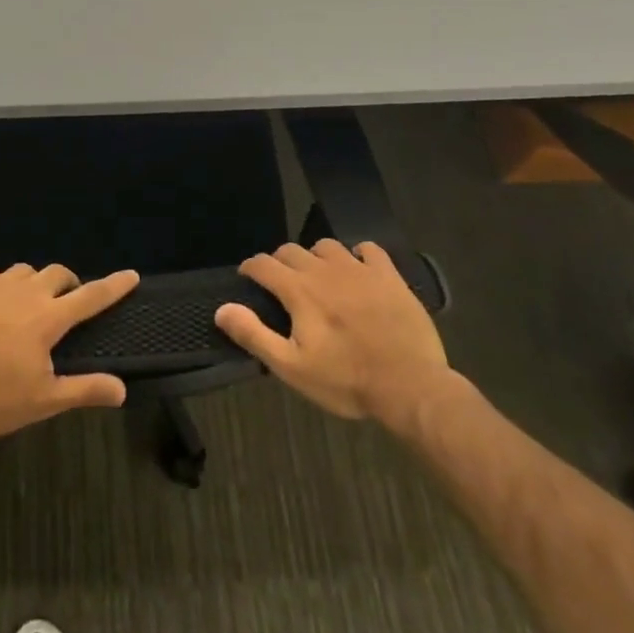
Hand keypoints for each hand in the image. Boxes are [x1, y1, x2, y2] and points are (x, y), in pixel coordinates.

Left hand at [0, 264, 139, 440]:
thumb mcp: (41, 401)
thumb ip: (84, 390)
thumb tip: (122, 389)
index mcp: (47, 319)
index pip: (91, 296)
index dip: (114, 286)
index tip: (131, 275)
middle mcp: (24, 293)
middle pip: (57, 274)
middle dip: (69, 283)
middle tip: (69, 301)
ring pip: (23, 271)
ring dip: (34, 282)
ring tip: (28, 304)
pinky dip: (0, 285)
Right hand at [215, 239, 449, 421]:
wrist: (411, 387)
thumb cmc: (346, 381)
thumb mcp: (291, 367)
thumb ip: (254, 334)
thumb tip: (222, 309)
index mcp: (298, 290)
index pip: (263, 264)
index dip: (250, 269)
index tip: (247, 279)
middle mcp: (324, 270)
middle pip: (291, 250)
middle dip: (279, 262)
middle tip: (281, 284)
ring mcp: (360, 269)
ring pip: (326, 245)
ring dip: (315, 257)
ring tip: (318, 276)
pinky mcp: (389, 276)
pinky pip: (368, 249)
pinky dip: (357, 254)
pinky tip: (358, 270)